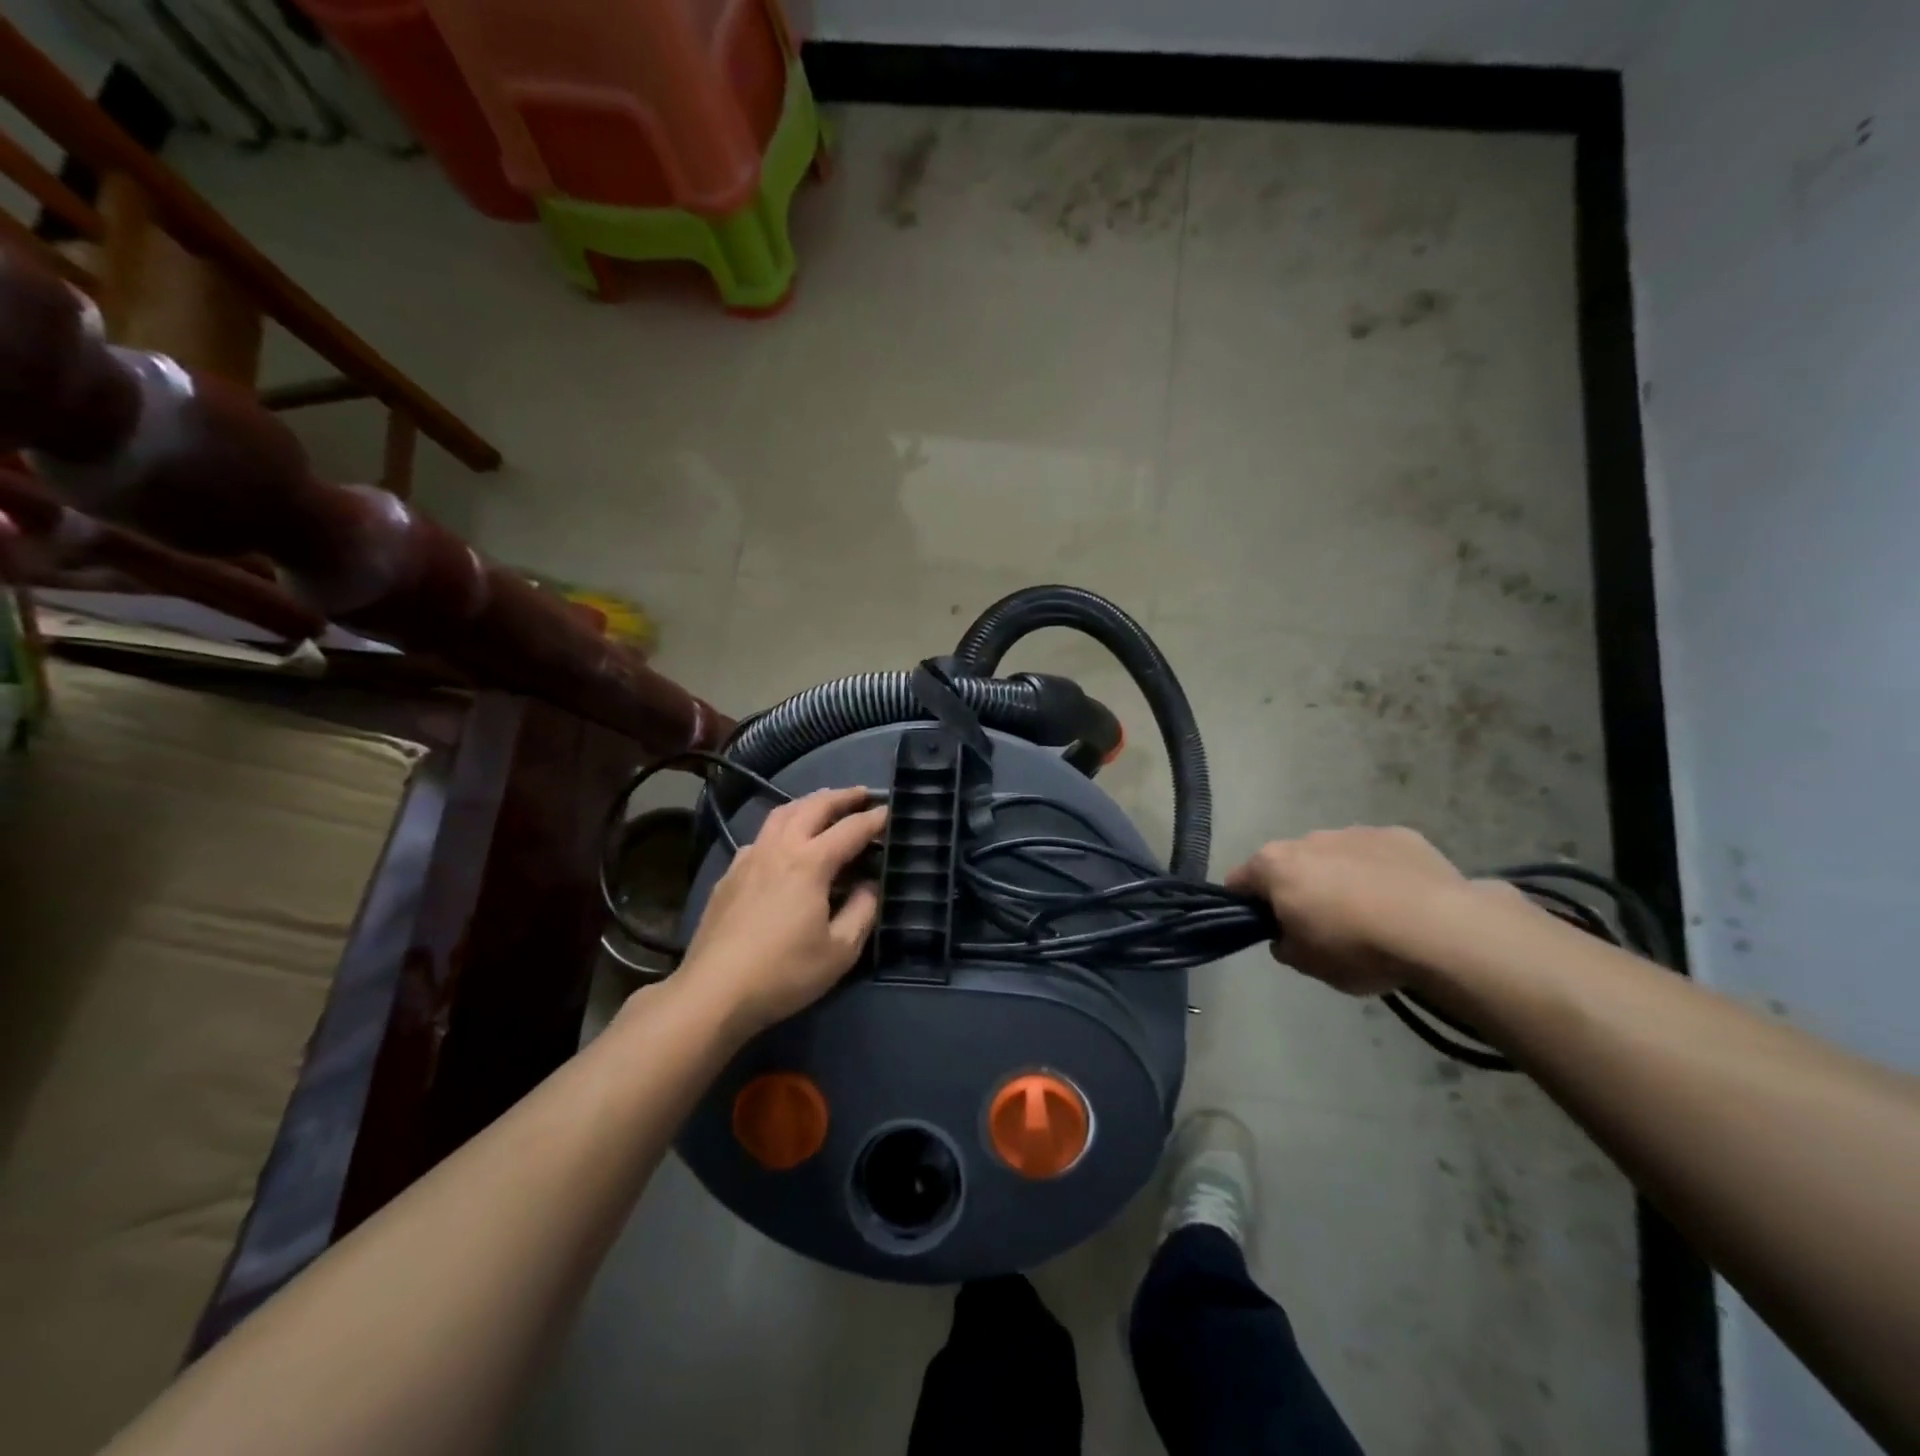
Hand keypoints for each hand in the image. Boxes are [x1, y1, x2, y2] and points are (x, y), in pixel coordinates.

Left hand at [676, 786, 887, 1034]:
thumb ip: (862, 911)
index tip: (892, 811)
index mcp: (810, 862)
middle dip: (841, 797)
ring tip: (824, 805)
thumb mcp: (840, 951)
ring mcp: (749, 858)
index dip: (875, 818)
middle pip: (813, 807)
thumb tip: (870, 885)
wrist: (713, 992)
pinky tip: (783, 843)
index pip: (851, 829)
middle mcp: (779, 848)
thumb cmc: (784, 973)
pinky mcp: (728, 875)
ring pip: (781, 814)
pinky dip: (781, 827)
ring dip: (808, 803)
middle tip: (862, 794)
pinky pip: (761, 836)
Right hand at [1225, 827, 1470, 995]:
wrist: (1440, 930)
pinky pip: (1378, 856)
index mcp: (1275, 865)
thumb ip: (1284, 944)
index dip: (1246, 905)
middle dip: (1298, 889)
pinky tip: (1404, 904)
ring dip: (1341, 879)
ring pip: (1335, 856)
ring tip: (1371, 916)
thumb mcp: (1306, 964)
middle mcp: (1309, 839)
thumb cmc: (1357, 947)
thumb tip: (1287, 935)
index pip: (1239, 881)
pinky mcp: (1400, 836)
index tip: (1266, 928)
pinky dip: (1381, 874)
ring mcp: (1356, 832)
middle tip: (1321, 927)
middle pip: (1290, 864)